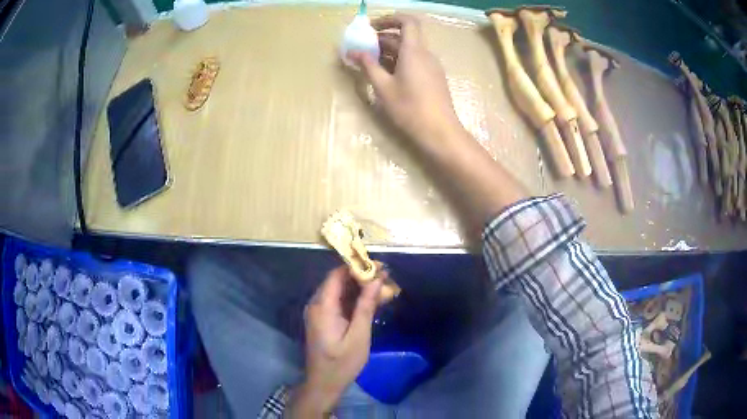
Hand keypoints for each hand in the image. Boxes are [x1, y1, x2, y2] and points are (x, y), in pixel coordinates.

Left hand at [289, 265, 383, 416]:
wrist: (324, 383)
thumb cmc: (342, 363)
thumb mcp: (359, 336)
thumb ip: (366, 306)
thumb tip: (376, 280)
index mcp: (322, 306)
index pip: (337, 275)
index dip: (357, 267)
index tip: (379, 267)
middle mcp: (316, 304)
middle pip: (338, 281)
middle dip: (361, 276)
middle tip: (386, 277)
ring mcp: (318, 312)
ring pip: (339, 290)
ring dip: (359, 287)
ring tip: (383, 287)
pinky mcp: (322, 319)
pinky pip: (338, 302)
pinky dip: (353, 299)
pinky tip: (371, 301)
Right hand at [348, 14, 462, 143]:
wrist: (440, 132)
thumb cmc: (410, 108)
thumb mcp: (384, 87)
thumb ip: (368, 66)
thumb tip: (353, 51)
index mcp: (414, 51)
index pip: (407, 21)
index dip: (390, 18)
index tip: (372, 26)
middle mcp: (426, 54)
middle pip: (406, 36)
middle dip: (383, 37)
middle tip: (364, 47)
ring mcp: (432, 66)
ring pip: (410, 49)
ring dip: (390, 50)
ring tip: (371, 61)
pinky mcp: (434, 78)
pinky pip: (416, 60)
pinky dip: (400, 60)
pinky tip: (387, 74)